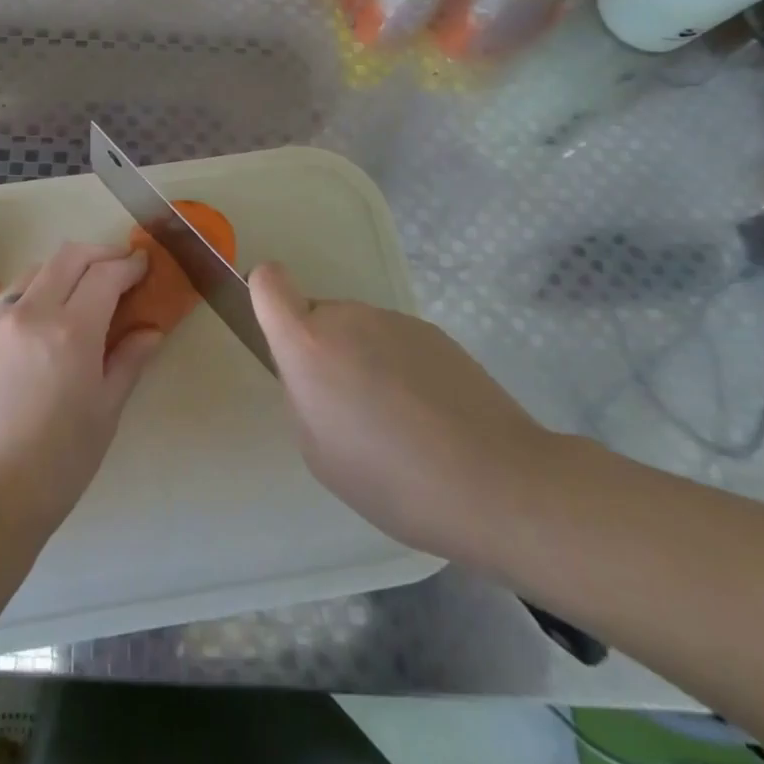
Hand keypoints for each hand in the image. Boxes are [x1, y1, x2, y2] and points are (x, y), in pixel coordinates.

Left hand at [0, 243, 162, 542]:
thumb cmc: (58, 464)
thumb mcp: (105, 413)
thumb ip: (128, 361)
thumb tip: (150, 330)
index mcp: (69, 331)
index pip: (105, 274)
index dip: (129, 265)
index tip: (144, 265)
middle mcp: (30, 312)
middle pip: (69, 256)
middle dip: (100, 254)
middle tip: (121, 269)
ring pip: (37, 271)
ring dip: (66, 270)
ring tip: (85, 293)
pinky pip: (13, 298)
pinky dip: (38, 293)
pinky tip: (48, 323)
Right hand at [250, 261, 552, 561]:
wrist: (498, 482)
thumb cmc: (392, 479)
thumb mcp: (318, 453)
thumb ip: (302, 398)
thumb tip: (313, 377)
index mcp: (308, 343)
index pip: (268, 281)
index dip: (264, 297)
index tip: (281, 337)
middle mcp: (347, 316)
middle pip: (316, 316)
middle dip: (322, 351)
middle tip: (350, 410)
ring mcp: (394, 320)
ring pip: (357, 331)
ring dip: (362, 361)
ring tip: (398, 423)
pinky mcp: (435, 333)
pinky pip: (395, 342)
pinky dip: (400, 368)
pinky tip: (430, 418)